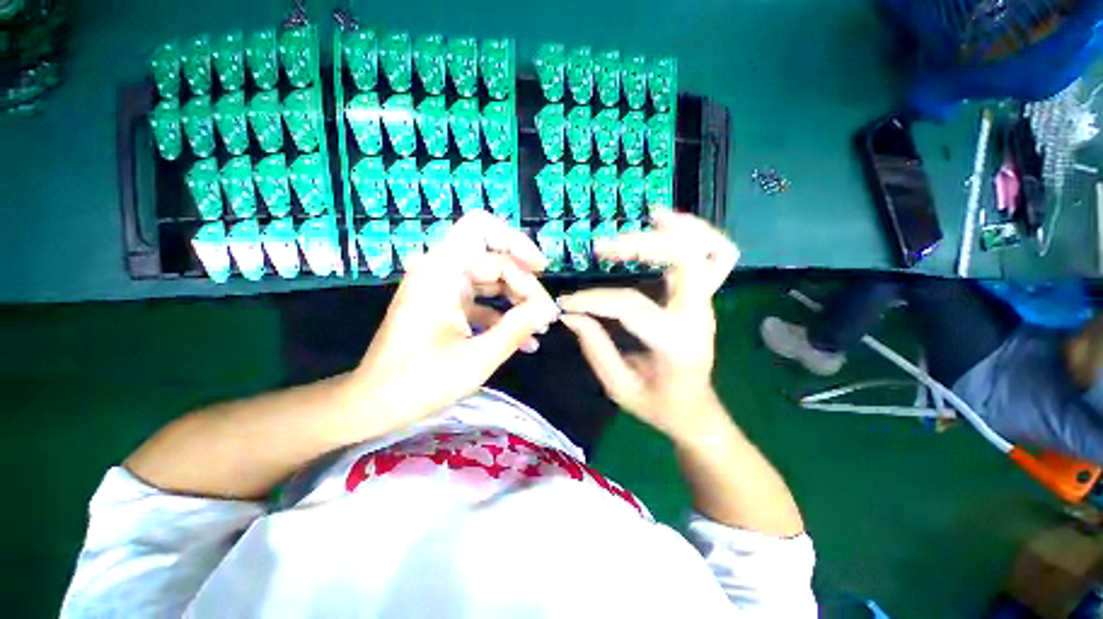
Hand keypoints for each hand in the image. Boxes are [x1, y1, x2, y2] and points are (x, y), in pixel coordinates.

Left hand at [344, 211, 559, 434]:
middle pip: (494, 261)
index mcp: (441, 272)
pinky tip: (524, 341)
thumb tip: (548, 309)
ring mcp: (442, 289)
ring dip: (517, 301)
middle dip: (525, 286)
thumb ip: (517, 328)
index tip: (542, 271)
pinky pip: (482, 300)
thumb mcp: (477, 357)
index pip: (482, 230)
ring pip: (492, 281)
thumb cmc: (419, 382)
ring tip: (540, 328)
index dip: (517, 243)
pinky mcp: (445, 305)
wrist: (374, 405)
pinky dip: (503, 315)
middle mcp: (440, 271)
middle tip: (545, 317)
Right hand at [558, 211, 739, 444]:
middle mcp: (697, 316)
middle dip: (641, 244)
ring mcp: (707, 303)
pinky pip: (715, 255)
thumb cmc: (658, 405)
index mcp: (675, 344)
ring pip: (709, 250)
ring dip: (678, 228)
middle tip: (603, 248)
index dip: (593, 300)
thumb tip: (571, 314)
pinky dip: (696, 234)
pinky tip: (668, 225)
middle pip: (684, 259)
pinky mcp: (705, 297)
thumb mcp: (619, 386)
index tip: (567, 304)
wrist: (696, 411)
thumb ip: (594, 348)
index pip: (631, 306)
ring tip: (648, 217)